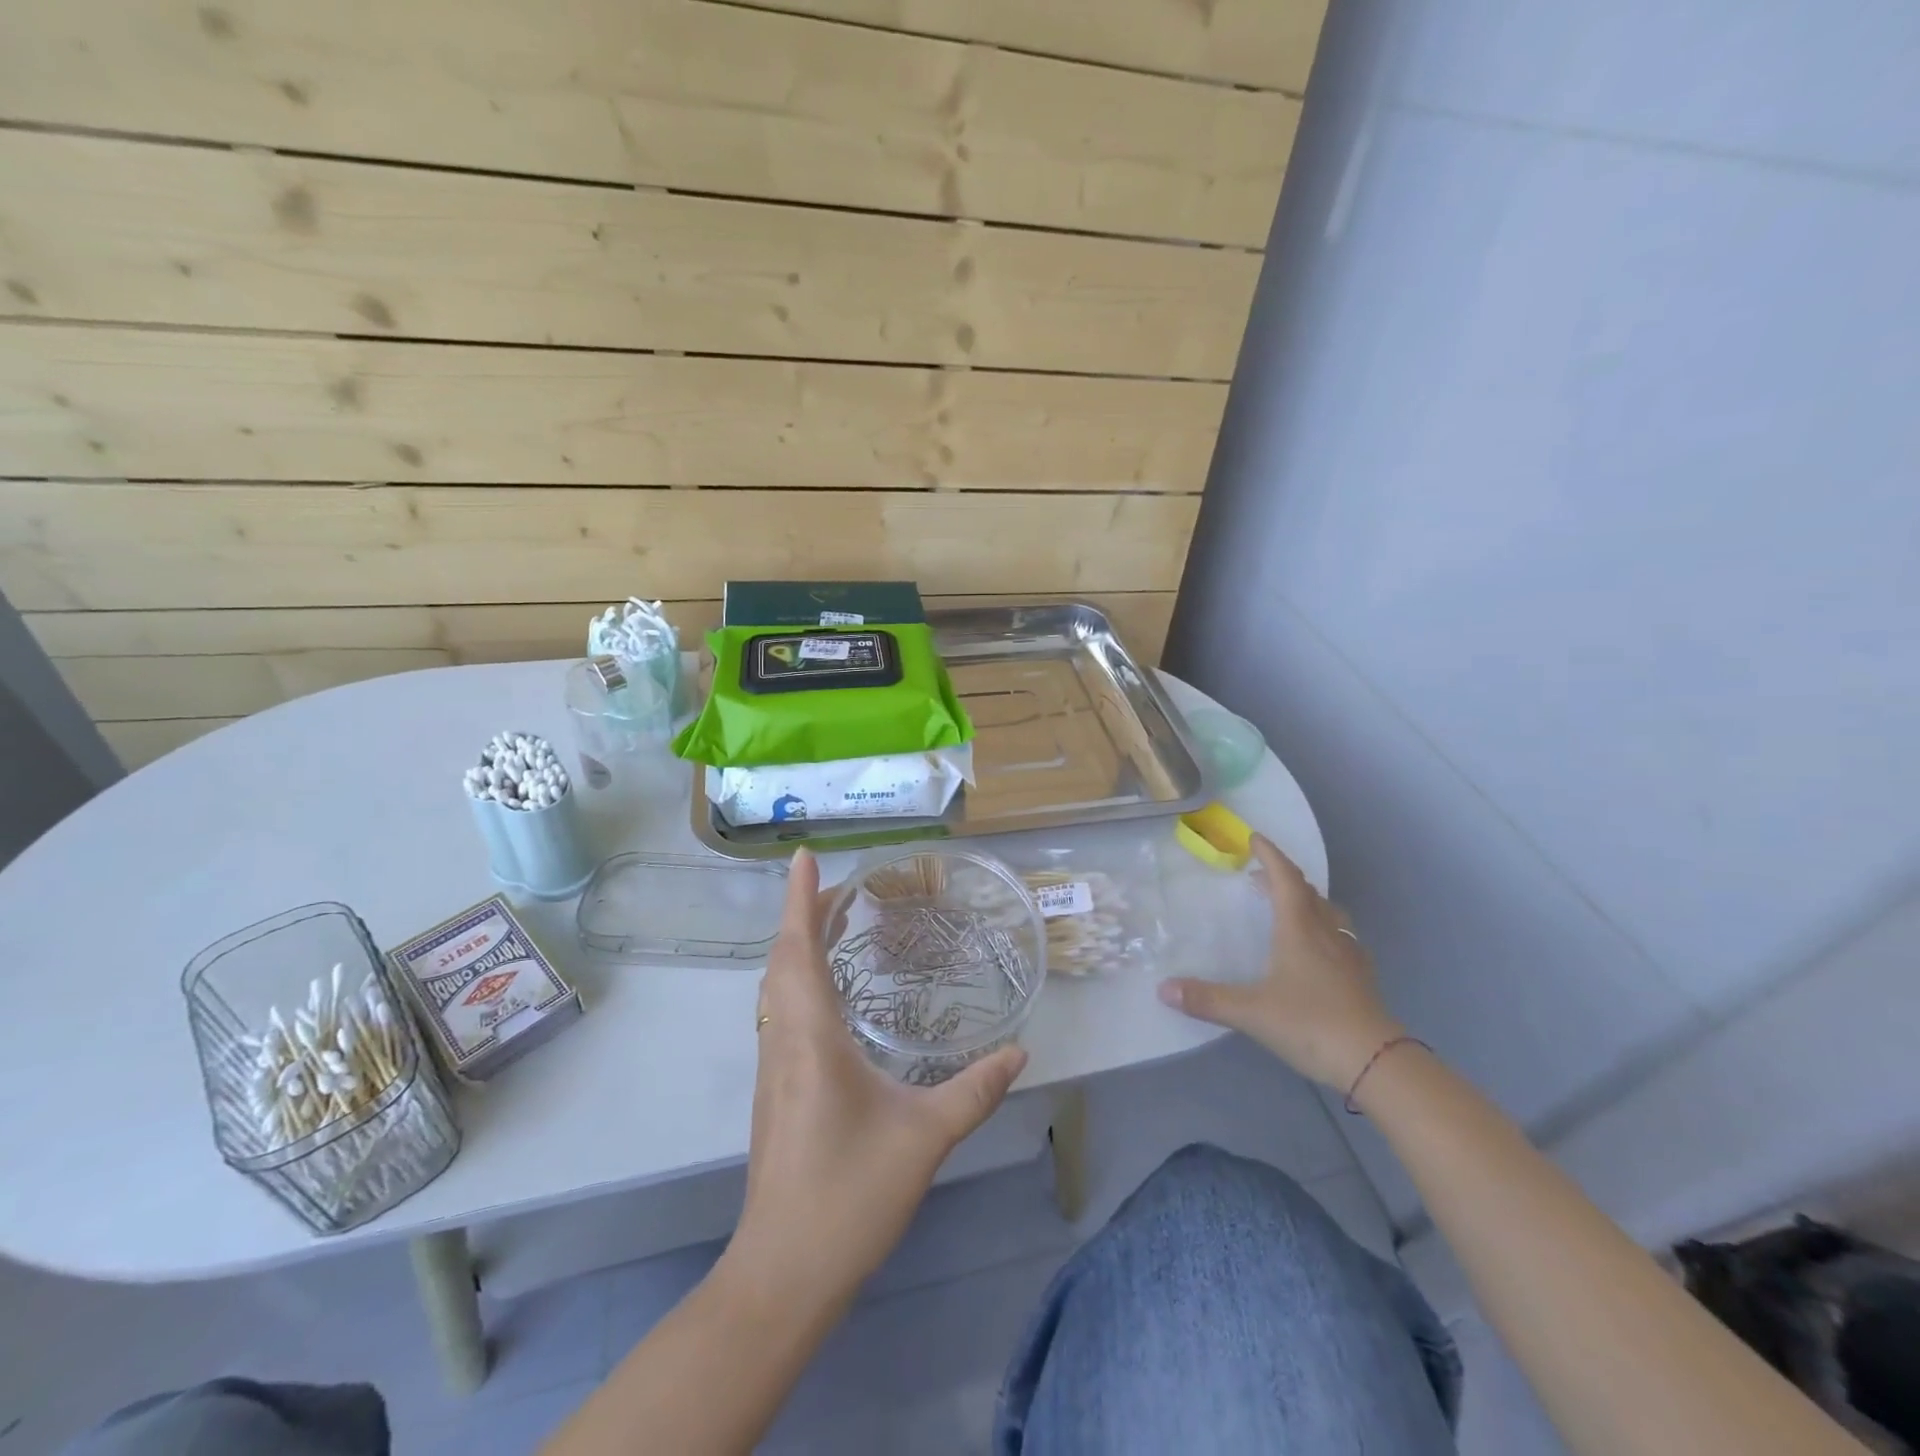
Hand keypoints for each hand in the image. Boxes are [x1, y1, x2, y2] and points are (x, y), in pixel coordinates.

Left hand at [726, 848, 1027, 1309]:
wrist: (784, 1272)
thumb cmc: (849, 1195)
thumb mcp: (925, 1137)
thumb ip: (974, 1090)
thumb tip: (1020, 1051)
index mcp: (810, 1036)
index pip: (797, 948)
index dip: (800, 898)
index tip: (804, 856)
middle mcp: (783, 1040)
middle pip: (782, 960)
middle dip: (804, 914)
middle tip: (845, 888)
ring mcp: (774, 1066)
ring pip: (776, 987)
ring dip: (798, 946)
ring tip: (836, 925)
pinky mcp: (776, 1090)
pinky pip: (781, 1013)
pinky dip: (798, 980)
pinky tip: (830, 994)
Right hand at [1157, 834, 1403, 1089]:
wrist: (1377, 1062)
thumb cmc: (1311, 1023)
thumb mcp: (1251, 1012)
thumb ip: (1207, 999)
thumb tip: (1163, 989)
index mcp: (1300, 929)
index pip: (1285, 879)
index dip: (1270, 855)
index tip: (1255, 838)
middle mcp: (1326, 933)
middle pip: (1307, 892)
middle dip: (1283, 877)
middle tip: (1260, 874)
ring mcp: (1349, 955)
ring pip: (1328, 913)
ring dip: (1306, 900)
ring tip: (1288, 905)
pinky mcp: (1361, 977)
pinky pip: (1340, 937)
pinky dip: (1323, 928)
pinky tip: (1317, 949)